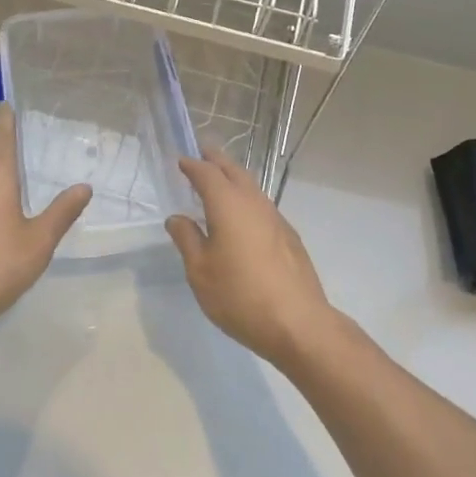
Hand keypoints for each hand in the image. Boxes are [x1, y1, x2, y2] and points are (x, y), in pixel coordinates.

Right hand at [166, 149, 336, 365]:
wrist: (298, 323)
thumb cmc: (240, 295)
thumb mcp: (200, 271)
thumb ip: (187, 239)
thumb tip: (177, 218)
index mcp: (228, 204)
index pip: (207, 174)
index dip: (192, 165)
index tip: (181, 161)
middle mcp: (254, 202)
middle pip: (234, 171)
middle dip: (217, 160)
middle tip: (202, 153)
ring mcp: (276, 218)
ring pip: (252, 187)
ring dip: (234, 178)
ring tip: (219, 182)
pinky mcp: (289, 236)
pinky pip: (262, 205)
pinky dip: (247, 199)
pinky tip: (242, 217)